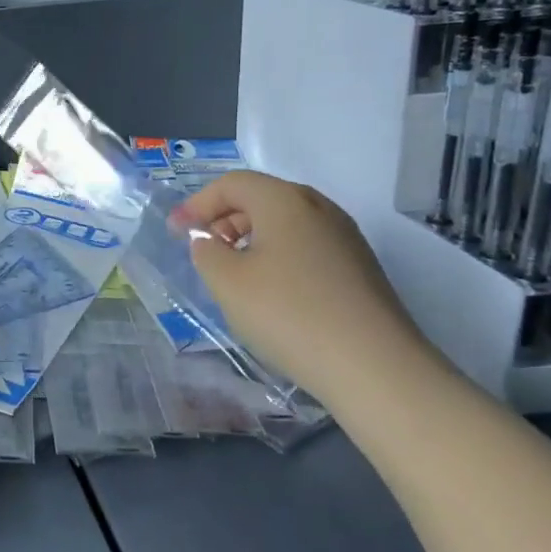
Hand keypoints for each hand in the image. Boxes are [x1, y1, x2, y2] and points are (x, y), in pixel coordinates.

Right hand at [173, 171, 428, 401]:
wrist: (374, 367)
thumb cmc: (288, 313)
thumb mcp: (227, 282)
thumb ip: (206, 251)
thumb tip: (209, 240)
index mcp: (284, 200)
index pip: (231, 184)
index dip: (197, 204)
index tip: (176, 233)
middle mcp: (319, 207)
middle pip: (261, 198)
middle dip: (223, 219)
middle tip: (203, 251)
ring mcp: (345, 237)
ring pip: (285, 223)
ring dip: (251, 238)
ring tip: (233, 274)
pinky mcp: (360, 267)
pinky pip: (306, 245)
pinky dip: (278, 256)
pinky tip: (272, 292)